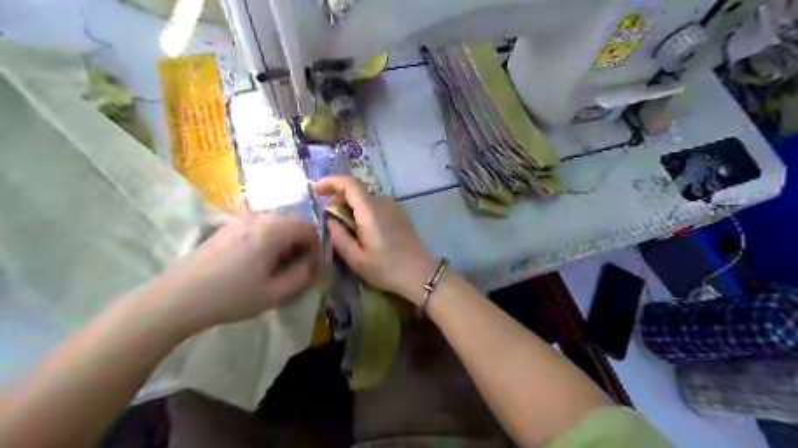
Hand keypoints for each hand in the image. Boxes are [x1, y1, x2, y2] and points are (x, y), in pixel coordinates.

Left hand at [152, 212, 319, 329]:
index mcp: (273, 229)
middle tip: (295, 269)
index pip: (309, 229)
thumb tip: (314, 264)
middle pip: (293, 223)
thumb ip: (303, 276)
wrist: (178, 298)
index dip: (316, 248)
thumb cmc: (231, 296)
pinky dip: (268, 239)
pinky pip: (259, 226)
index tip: (310, 269)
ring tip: (276, 267)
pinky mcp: (227, 226)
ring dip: (285, 242)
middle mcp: (259, 217)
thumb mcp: (275, 293)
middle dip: (301, 244)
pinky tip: (256, 261)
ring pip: (276, 224)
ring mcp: (240, 219)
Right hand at [313, 175, 434, 304]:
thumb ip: (338, 236)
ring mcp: (393, 206)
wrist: (420, 273)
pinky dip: (362, 212)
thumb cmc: (387, 268)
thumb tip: (330, 220)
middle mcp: (383, 202)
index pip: (349, 183)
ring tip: (345, 231)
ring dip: (350, 208)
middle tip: (330, 222)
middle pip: (355, 191)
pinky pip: (374, 205)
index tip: (315, 190)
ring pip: (364, 199)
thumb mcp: (356, 259)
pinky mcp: (398, 213)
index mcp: (370, 210)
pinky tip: (361, 231)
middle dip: (338, 200)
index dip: (330, 182)